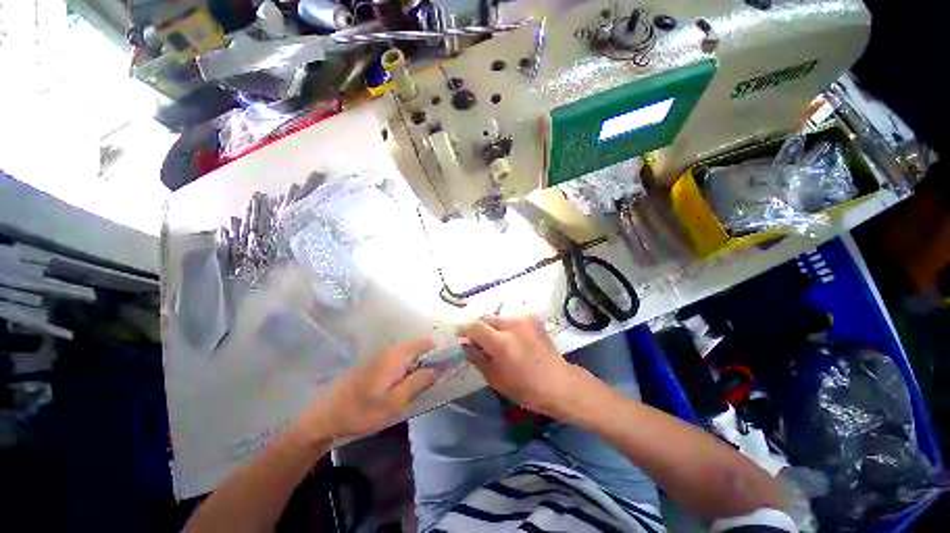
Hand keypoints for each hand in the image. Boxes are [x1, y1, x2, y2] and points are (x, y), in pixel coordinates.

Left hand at [300, 338, 441, 439]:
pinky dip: (405, 369)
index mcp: (396, 357)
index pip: (424, 343)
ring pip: (406, 355)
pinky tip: (400, 387)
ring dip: (416, 366)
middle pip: (416, 348)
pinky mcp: (372, 365)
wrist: (324, 418)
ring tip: (417, 386)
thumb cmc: (361, 411)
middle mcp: (389, 352)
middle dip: (428, 360)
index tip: (445, 365)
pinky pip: (396, 361)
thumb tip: (438, 367)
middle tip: (432, 381)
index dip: (438, 350)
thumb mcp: (394, 402)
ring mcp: (379, 357)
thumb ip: (418, 382)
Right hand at [459, 316, 592, 417]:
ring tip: (496, 342)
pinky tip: (511, 340)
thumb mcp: (495, 378)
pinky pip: (511, 319)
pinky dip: (505, 327)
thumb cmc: (525, 388)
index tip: (459, 336)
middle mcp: (512, 324)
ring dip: (492, 328)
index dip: (463, 329)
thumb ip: (477, 357)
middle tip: (477, 342)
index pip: (474, 326)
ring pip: (498, 318)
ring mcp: (524, 319)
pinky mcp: (532, 318)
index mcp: (501, 343)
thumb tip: (465, 345)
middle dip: (478, 329)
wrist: (559, 383)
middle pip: (486, 319)